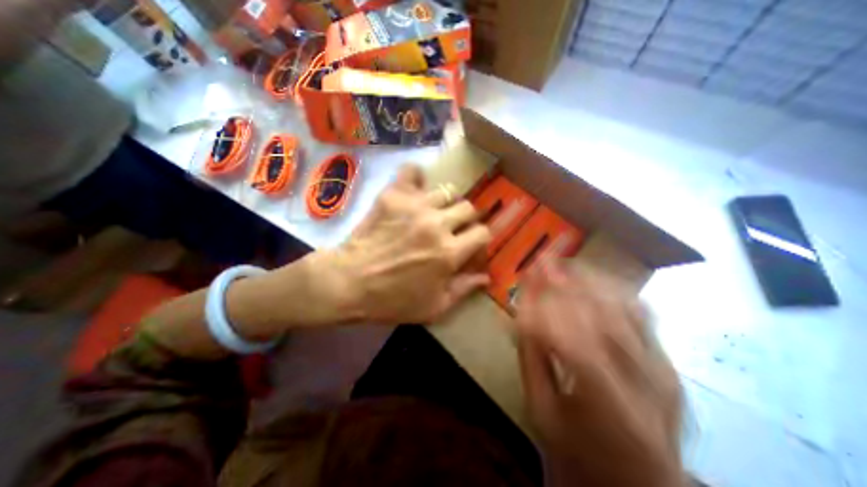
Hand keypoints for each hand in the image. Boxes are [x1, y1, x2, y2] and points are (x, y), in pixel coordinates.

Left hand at [315, 164, 490, 325]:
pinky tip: (416, 189)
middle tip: (454, 229)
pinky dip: (416, 176)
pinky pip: (411, 172)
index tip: (471, 245)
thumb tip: (486, 277)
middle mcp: (437, 225)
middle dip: (466, 220)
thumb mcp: (434, 307)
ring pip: (447, 191)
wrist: (348, 283)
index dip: (480, 240)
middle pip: (468, 208)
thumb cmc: (392, 301)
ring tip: (435, 213)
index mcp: (449, 253)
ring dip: (445, 203)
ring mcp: (414, 206)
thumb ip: (464, 289)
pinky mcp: (393, 196)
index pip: (482, 233)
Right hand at [514, 260, 683, 486]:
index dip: (544, 305)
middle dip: (565, 281)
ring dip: (589, 279)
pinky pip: (641, 313)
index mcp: (609, 406)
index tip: (524, 279)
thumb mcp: (542, 411)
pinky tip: (592, 279)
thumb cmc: (581, 454)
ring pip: (624, 307)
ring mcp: (663, 367)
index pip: (572, 341)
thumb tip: (522, 313)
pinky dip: (612, 289)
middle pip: (601, 316)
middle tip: (543, 258)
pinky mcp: (668, 361)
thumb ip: (531, 359)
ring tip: (564, 262)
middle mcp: (645, 381)